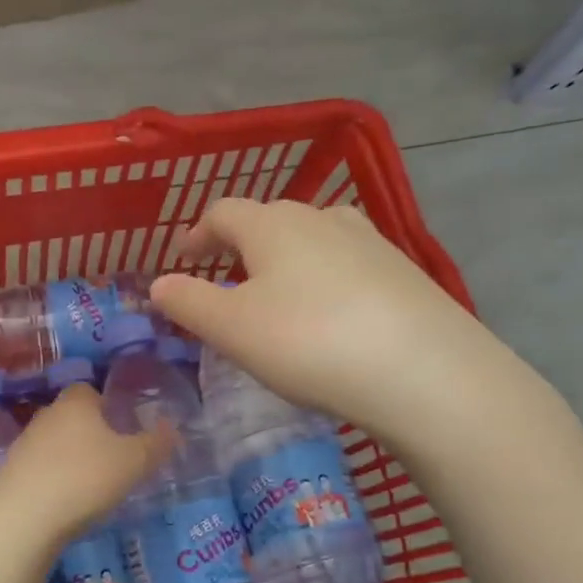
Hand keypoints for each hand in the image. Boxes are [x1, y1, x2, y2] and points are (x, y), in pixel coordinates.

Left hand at [0, 384, 174, 545]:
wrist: (23, 518)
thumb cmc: (85, 478)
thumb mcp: (133, 462)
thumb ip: (156, 444)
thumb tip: (174, 429)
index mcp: (75, 403)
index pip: (89, 390)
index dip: (106, 404)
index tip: (122, 426)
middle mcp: (46, 415)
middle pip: (71, 416)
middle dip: (90, 432)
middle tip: (114, 457)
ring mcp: (24, 444)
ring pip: (55, 443)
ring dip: (71, 457)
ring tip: (92, 484)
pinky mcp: (11, 473)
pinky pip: (40, 468)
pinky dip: (54, 479)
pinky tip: (67, 501)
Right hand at [150, 198, 503, 434]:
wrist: (424, 370)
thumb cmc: (309, 342)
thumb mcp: (232, 329)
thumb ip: (188, 302)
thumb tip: (158, 284)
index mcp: (273, 224)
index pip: (223, 212)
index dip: (197, 234)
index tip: (183, 259)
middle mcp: (321, 217)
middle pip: (269, 219)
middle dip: (241, 246)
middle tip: (227, 280)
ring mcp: (369, 240)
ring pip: (312, 238)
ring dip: (286, 259)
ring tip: (279, 294)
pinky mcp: (403, 270)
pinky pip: (348, 263)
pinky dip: (325, 278)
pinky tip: (332, 314)